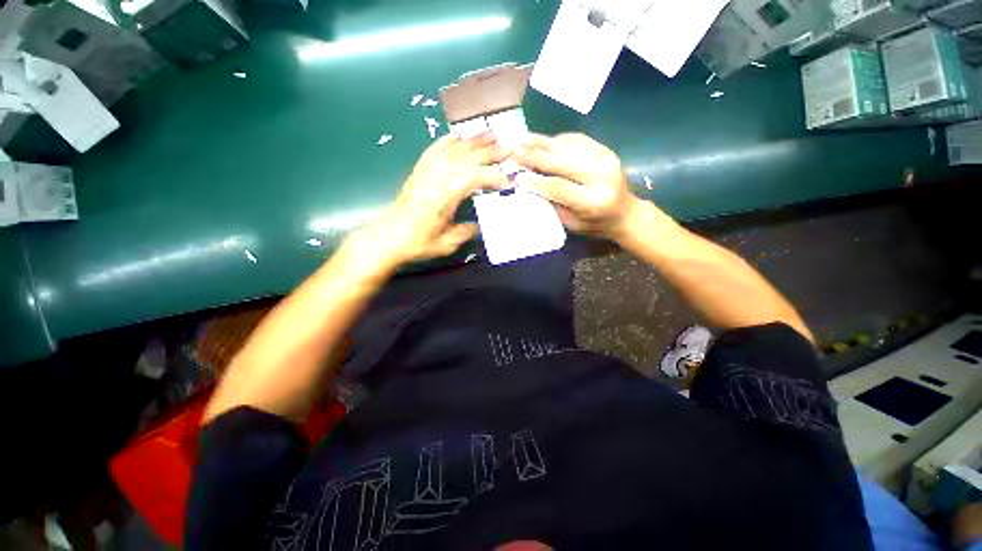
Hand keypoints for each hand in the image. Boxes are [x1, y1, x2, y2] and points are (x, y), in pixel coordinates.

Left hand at [351, 132, 508, 270]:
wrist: (388, 236)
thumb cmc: (417, 242)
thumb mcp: (447, 243)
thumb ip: (465, 232)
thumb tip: (478, 225)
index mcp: (444, 195)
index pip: (473, 177)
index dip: (492, 176)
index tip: (506, 181)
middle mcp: (436, 177)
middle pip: (465, 158)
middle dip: (489, 152)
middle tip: (508, 148)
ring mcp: (426, 171)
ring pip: (452, 150)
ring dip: (473, 141)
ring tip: (491, 134)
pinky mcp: (419, 171)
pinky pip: (434, 150)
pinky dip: (447, 141)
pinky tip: (458, 135)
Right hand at [514, 133, 640, 240]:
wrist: (626, 213)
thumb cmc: (596, 225)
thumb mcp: (572, 224)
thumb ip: (553, 204)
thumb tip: (530, 185)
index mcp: (593, 202)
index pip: (559, 187)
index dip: (536, 181)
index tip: (517, 176)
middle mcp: (602, 177)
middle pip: (563, 162)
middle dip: (536, 156)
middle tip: (514, 151)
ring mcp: (606, 159)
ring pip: (569, 147)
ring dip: (543, 142)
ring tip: (523, 139)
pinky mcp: (605, 150)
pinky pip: (578, 140)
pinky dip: (558, 139)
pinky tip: (543, 140)